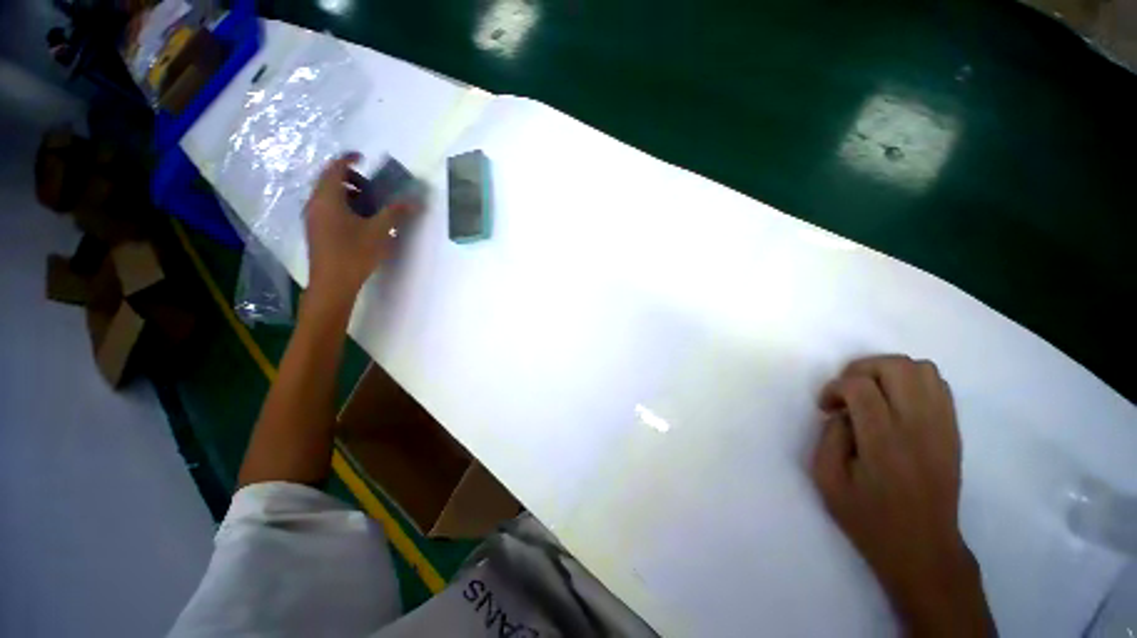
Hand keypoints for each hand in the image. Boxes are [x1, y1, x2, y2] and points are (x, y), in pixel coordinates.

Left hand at [304, 152, 416, 303]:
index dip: (348, 159)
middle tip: (372, 187)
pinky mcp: (316, 230)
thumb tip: (414, 201)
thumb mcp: (379, 232)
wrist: (332, 283)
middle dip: (351, 178)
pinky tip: (360, 220)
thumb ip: (395, 213)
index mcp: (328, 198)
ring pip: (328, 195)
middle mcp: (316, 203)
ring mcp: (313, 217)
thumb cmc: (354, 254)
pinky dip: (342, 204)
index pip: (335, 168)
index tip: (363, 158)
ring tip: (369, 204)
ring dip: (347, 193)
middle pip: (329, 180)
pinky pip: (327, 207)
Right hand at [812, 355, 995, 636]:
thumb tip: (841, 414)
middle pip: (895, 366)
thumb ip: (828, 438)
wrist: (923, 547)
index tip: (826, 406)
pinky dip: (912, 381)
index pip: (861, 386)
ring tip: (871, 392)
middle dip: (861, 369)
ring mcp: (942, 426)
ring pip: (921, 369)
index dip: (835, 387)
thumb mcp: (828, 481)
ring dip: (888, 371)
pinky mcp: (953, 430)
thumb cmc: (869, 517)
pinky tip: (895, 402)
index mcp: (884, 442)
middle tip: (847, 392)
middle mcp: (918, 427)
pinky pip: (938, 385)